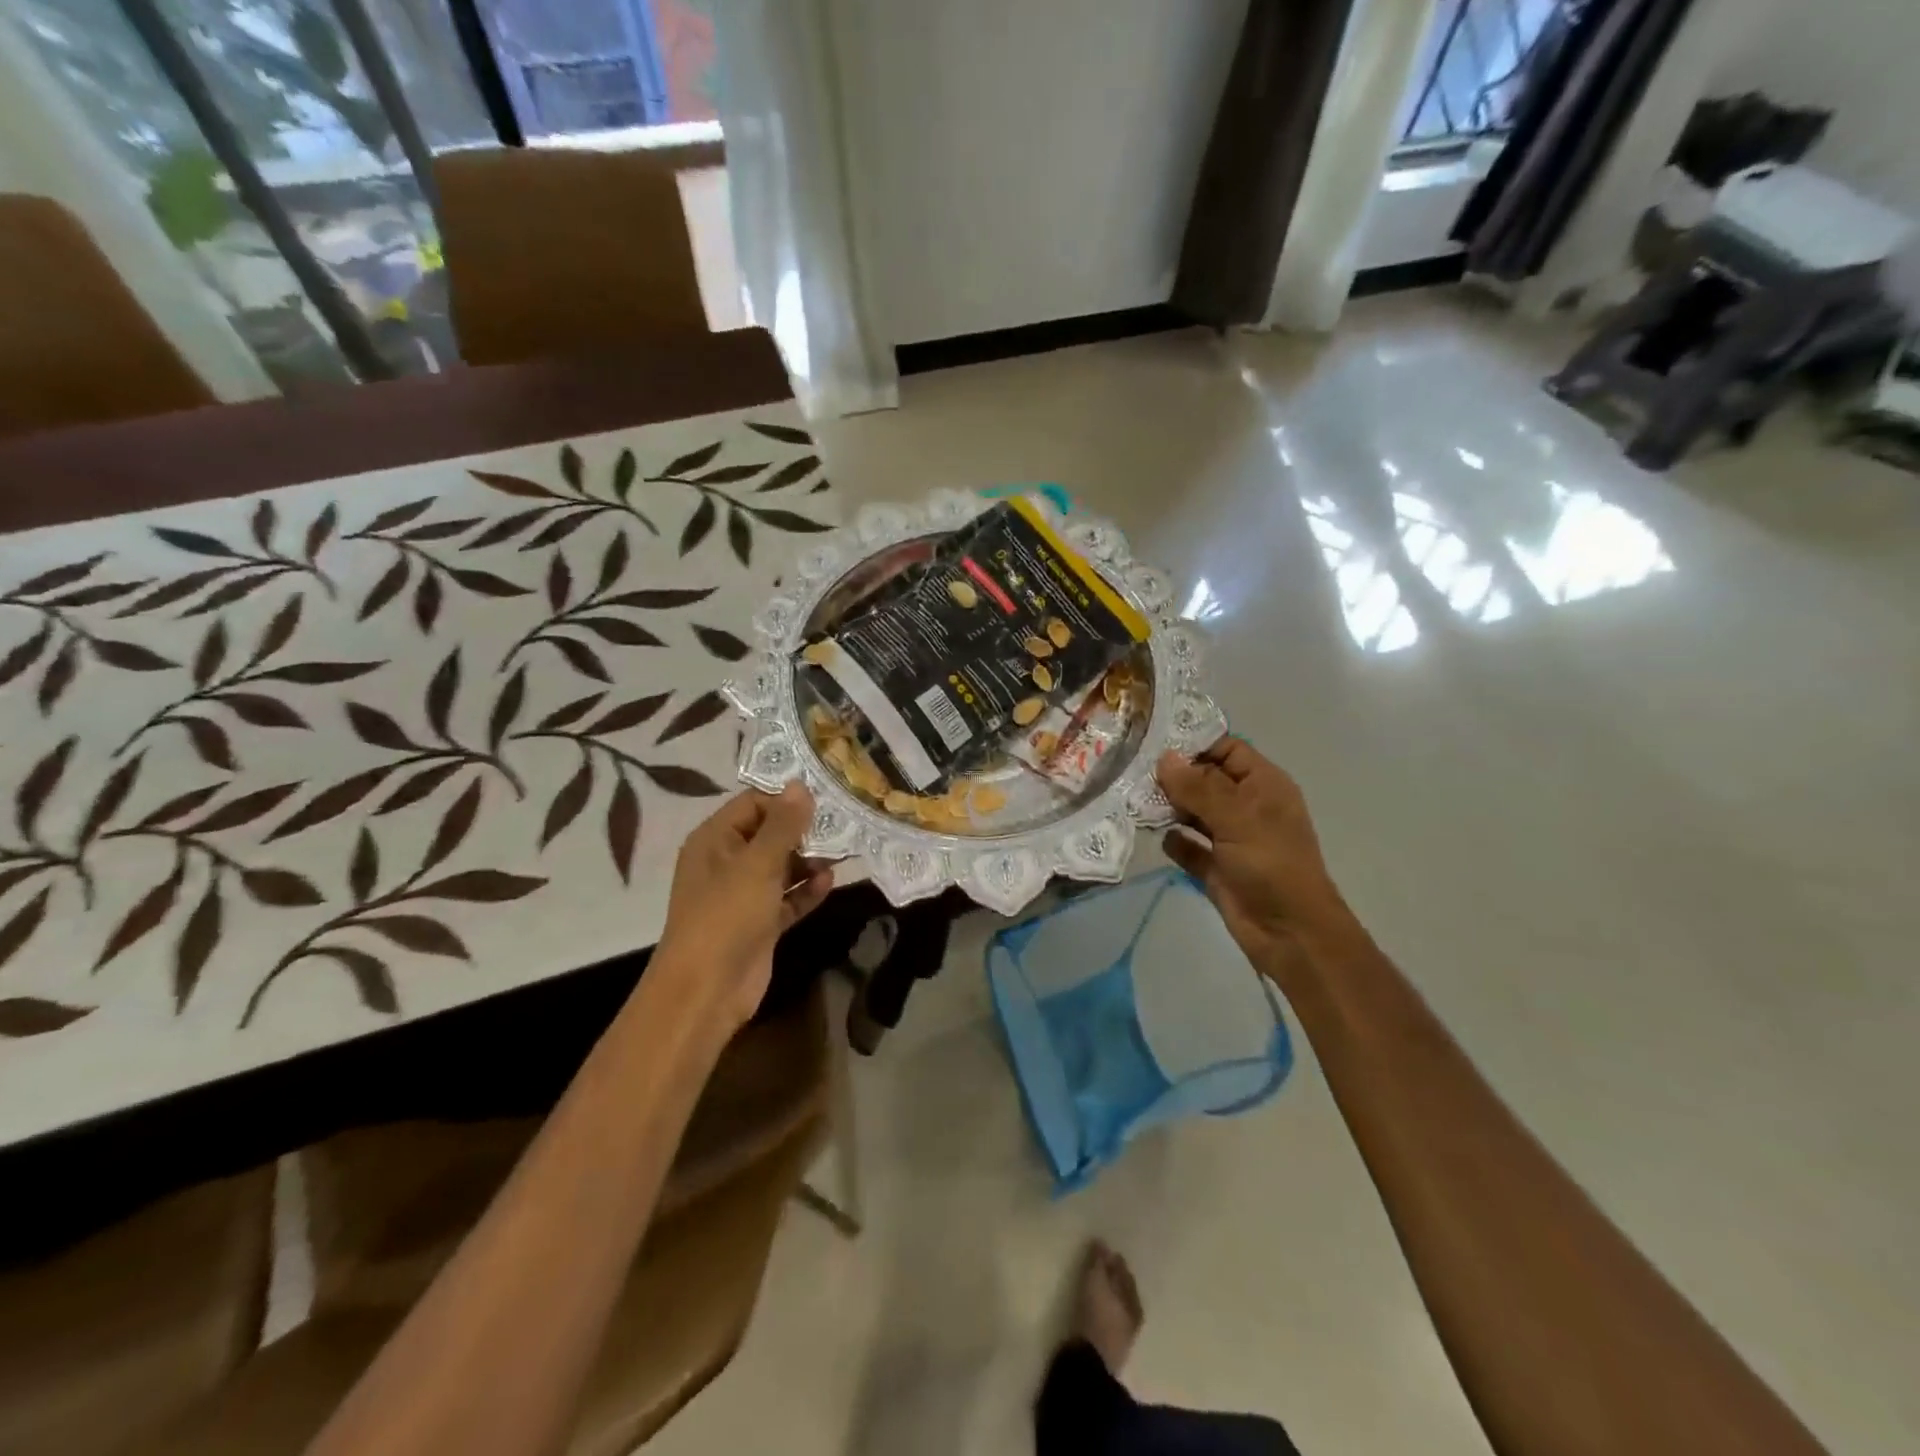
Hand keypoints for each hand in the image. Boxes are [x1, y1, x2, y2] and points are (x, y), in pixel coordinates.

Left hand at [655, 783, 834, 1028]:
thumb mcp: (758, 864)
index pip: (753, 803)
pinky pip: (788, 898)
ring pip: (782, 867)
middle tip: (844, 821)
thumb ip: (783, 824)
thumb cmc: (727, 915)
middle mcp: (727, 862)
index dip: (786, 797)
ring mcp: (743, 894)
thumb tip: (800, 785)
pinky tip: (830, 882)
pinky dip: (806, 890)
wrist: (707, 990)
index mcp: (715, 840)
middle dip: (804, 829)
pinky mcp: (760, 923)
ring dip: (810, 860)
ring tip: (844, 851)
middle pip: (770, 834)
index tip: (826, 794)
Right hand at [1156, 740, 1352, 979]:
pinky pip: (1188, 846)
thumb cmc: (1271, 865)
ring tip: (1135, 801)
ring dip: (1168, 808)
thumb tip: (1165, 758)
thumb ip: (1198, 787)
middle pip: (1204, 779)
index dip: (1195, 744)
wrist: (1290, 933)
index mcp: (1263, 785)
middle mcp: (1246, 806)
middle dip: (1173, 776)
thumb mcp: (1237, 818)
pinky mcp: (1215, 867)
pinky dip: (1174, 841)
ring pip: (1193, 812)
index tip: (1153, 742)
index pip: (1226, 750)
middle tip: (1133, 772)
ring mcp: (1230, 838)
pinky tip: (1159, 838)